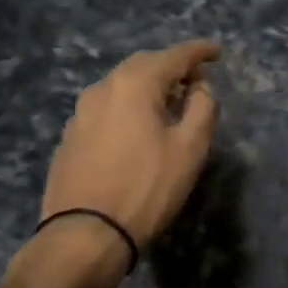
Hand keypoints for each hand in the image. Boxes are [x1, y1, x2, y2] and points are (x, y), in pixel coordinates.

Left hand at [17, 40, 221, 287]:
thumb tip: (200, 87)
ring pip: (121, 86)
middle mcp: (103, 88)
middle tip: (196, 78)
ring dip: (148, 87)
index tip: (217, 52)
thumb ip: (203, 107)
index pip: (174, 56)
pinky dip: (128, 107)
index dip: (199, 51)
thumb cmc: (146, 187)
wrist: (84, 236)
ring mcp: (80, 113)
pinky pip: (107, 108)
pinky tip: (138, 128)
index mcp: (134, 84)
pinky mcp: (70, 138)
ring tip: (169, 103)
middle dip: (172, 66)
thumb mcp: (190, 148)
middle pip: (144, 65)